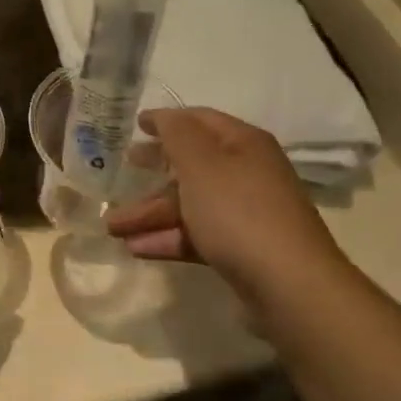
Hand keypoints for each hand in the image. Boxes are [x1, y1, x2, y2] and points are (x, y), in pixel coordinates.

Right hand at [105, 109, 350, 316]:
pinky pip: (196, 234)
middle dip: (151, 172)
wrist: (289, 285)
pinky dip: (166, 237)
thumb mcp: (201, 164)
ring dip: (149, 213)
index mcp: (242, 144)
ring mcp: (245, 213)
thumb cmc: (239, 212)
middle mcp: (247, 173)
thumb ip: (176, 134)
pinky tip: (135, 248)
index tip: (133, 125)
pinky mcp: (241, 248)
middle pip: (190, 165)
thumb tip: (163, 115)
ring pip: (189, 204)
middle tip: (119, 174)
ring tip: (111, 228)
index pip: (199, 120)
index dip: (165, 120)